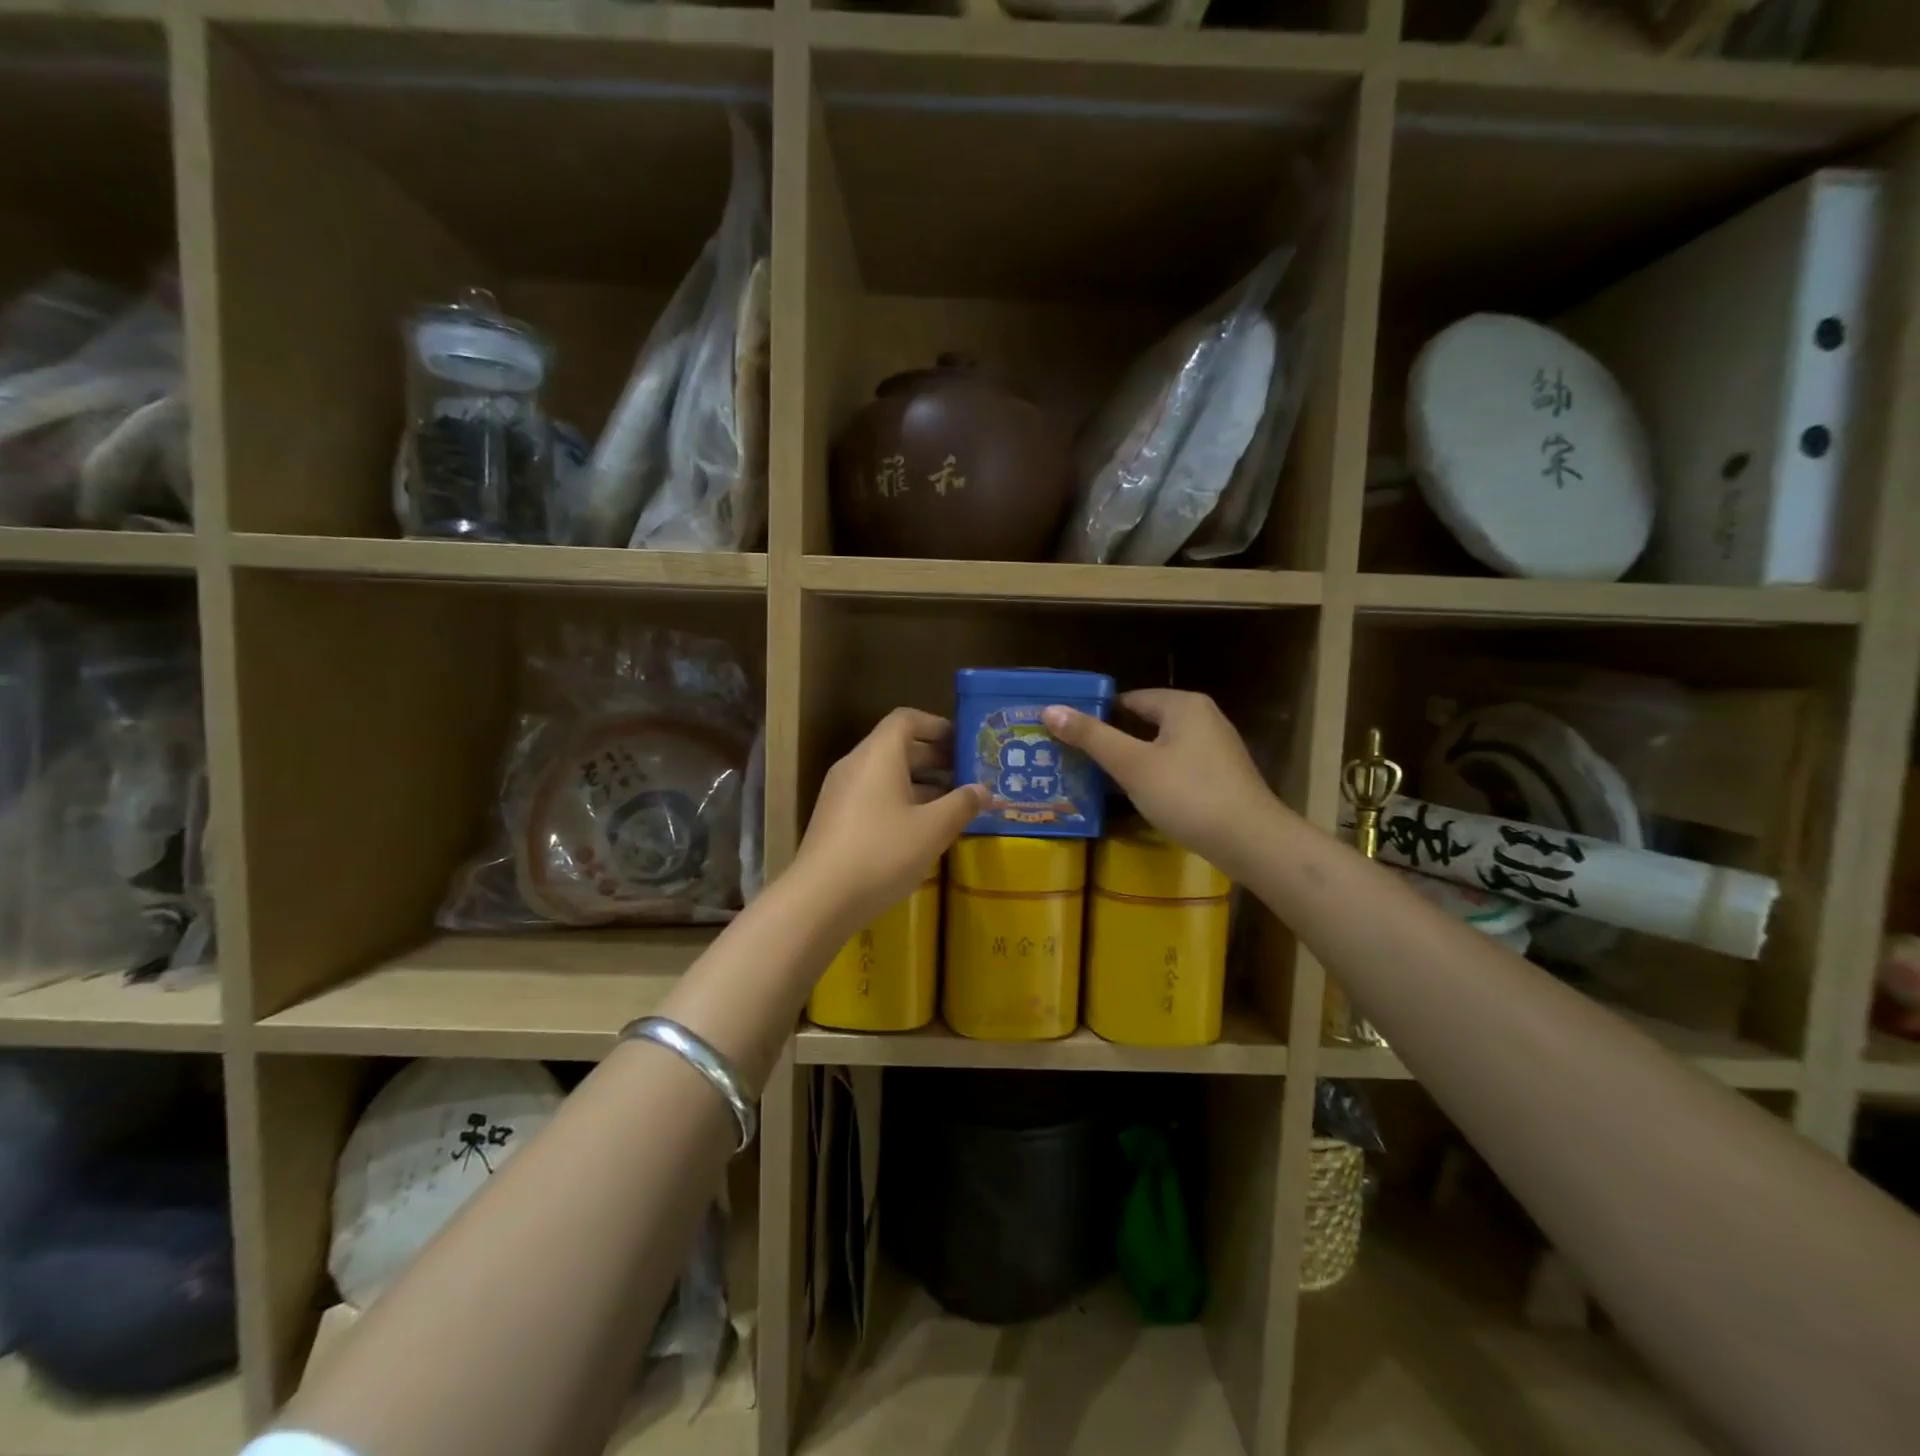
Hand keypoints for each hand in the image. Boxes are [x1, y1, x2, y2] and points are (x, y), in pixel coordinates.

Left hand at [792, 708, 986, 933]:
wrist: (819, 899)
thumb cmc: (882, 853)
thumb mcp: (933, 829)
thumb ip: (962, 804)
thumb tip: (983, 790)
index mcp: (878, 755)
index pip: (907, 719)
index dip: (938, 725)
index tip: (965, 743)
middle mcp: (856, 765)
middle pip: (897, 747)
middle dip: (935, 758)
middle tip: (968, 775)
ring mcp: (842, 793)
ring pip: (886, 775)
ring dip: (921, 784)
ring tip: (953, 805)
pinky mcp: (836, 819)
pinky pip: (874, 796)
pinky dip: (901, 802)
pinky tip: (922, 830)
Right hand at [1043, 689, 1281, 879]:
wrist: (1251, 841)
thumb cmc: (1188, 795)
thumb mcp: (1133, 765)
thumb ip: (1092, 737)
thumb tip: (1050, 709)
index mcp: (1183, 705)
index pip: (1128, 699)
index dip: (1096, 714)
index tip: (1067, 733)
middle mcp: (1203, 717)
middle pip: (1145, 721)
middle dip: (1112, 739)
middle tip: (1074, 757)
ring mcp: (1215, 748)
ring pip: (1161, 746)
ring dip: (1132, 760)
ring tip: (1096, 778)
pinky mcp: (1221, 776)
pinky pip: (1176, 766)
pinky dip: (1154, 775)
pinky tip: (1136, 795)